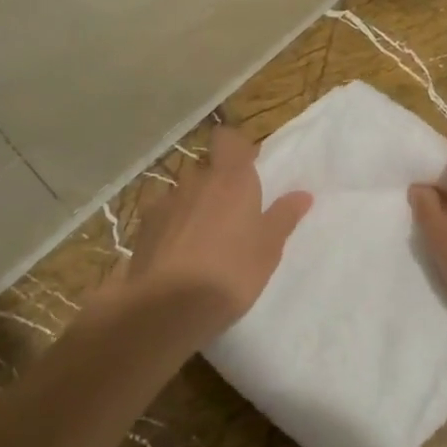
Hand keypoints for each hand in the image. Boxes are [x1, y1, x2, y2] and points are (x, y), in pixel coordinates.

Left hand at [127, 125, 310, 332]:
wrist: (167, 308)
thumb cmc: (230, 273)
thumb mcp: (268, 249)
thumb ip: (284, 217)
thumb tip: (302, 194)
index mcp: (231, 179)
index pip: (228, 138)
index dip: (236, 147)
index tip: (247, 166)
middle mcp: (197, 180)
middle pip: (207, 168)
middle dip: (218, 184)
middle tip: (233, 214)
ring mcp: (166, 202)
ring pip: (185, 192)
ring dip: (195, 206)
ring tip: (204, 239)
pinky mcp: (144, 227)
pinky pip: (165, 215)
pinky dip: (173, 226)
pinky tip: (179, 254)